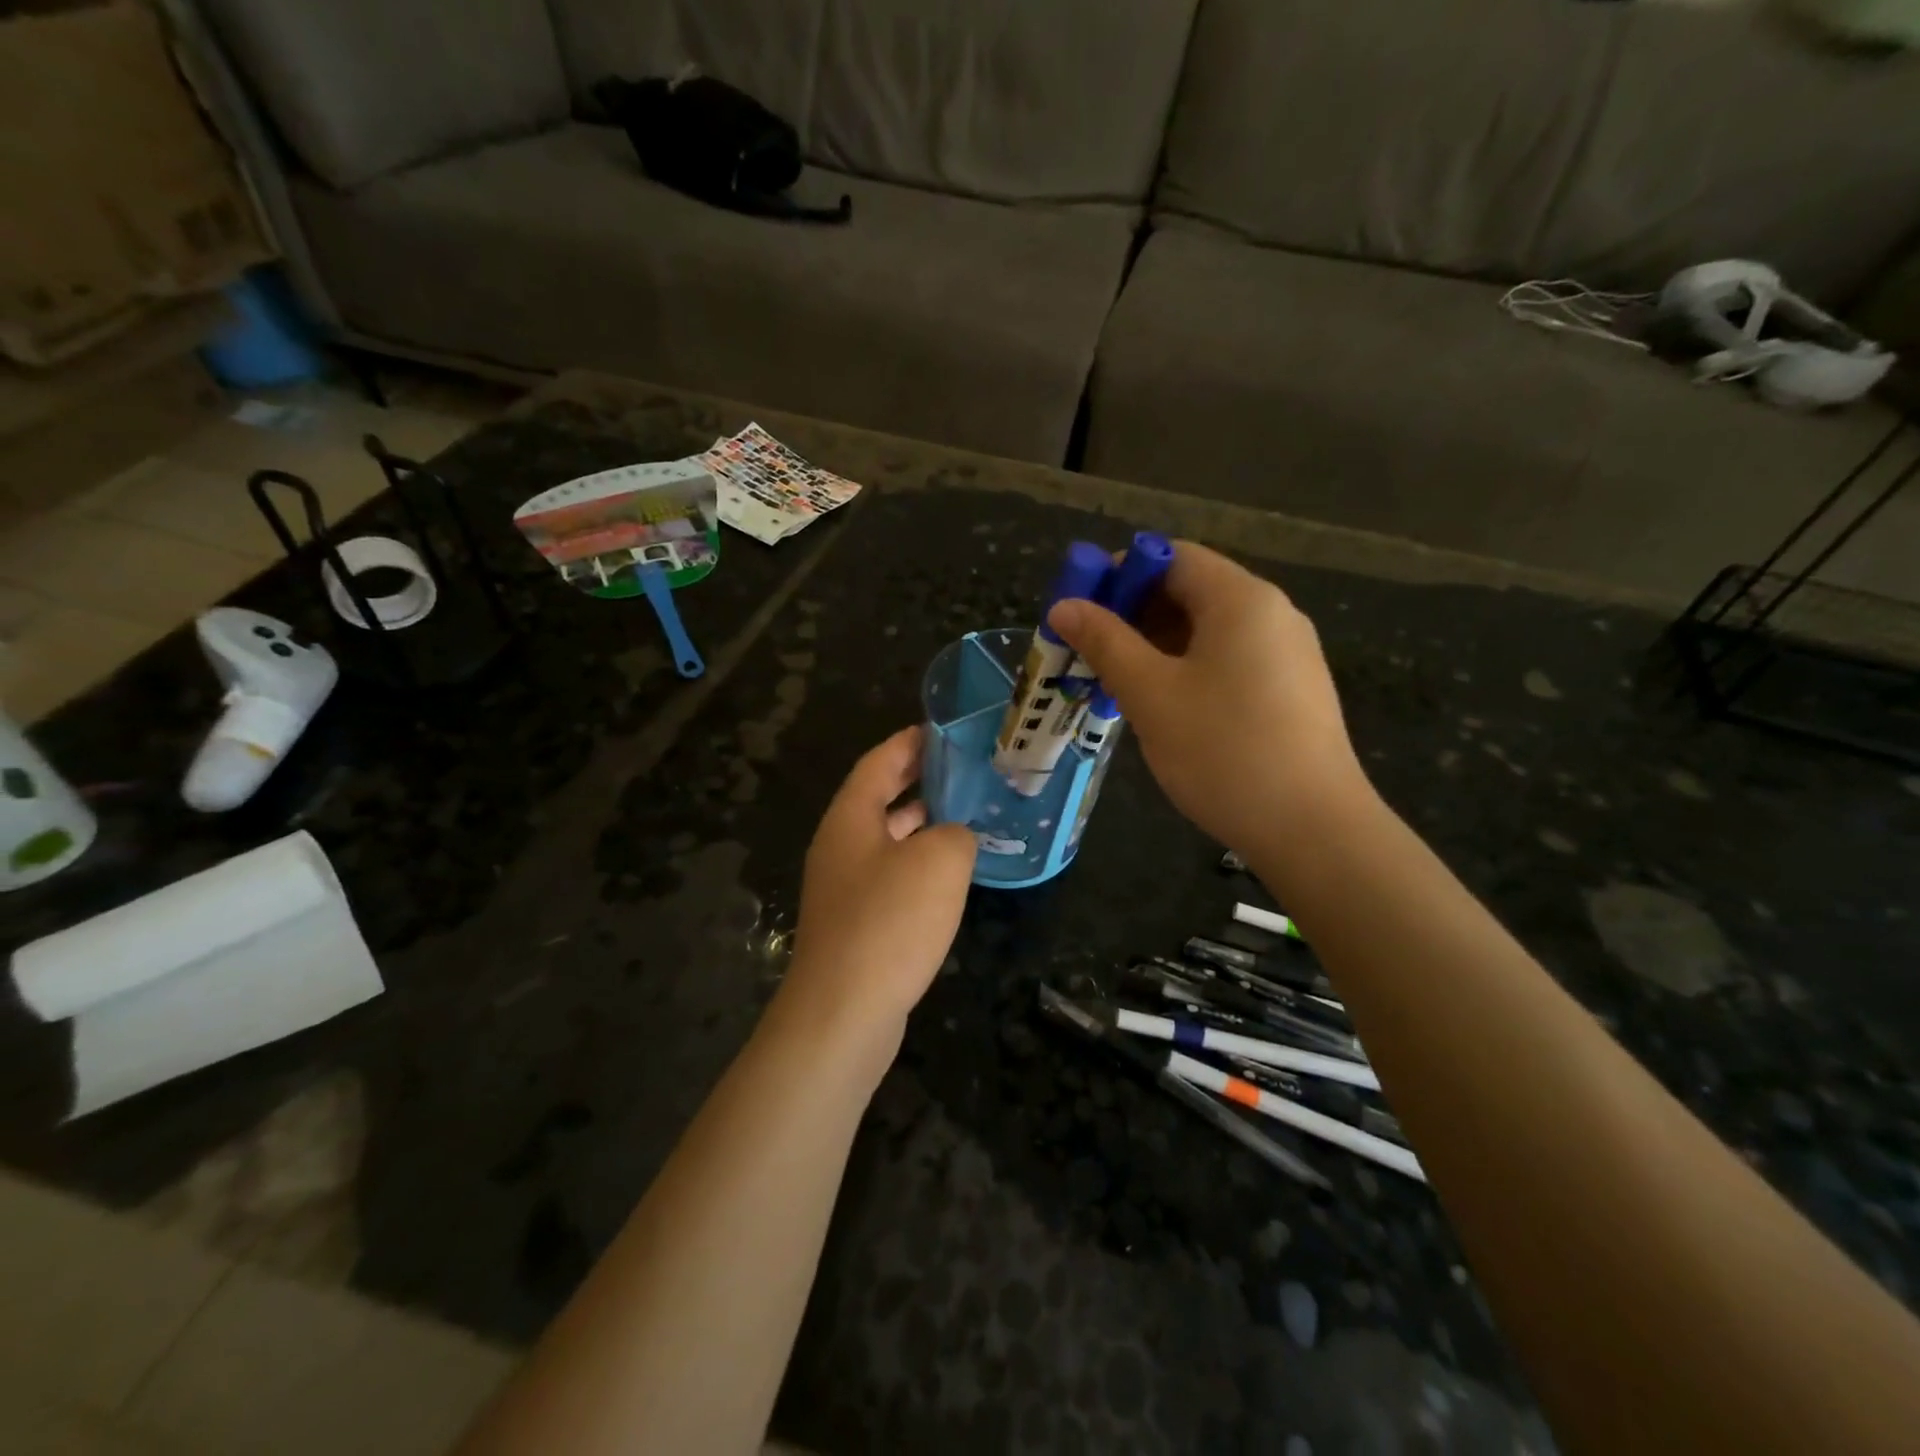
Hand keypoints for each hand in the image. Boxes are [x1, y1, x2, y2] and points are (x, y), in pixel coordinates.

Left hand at [782, 727, 976, 1041]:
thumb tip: (955, 838)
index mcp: (849, 819)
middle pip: (878, 799)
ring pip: (887, 840)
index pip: (878, 763)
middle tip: (963, 769)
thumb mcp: (939, 862)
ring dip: (922, 826)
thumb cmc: (889, 922)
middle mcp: (840, 846)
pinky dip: (919, 865)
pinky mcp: (856, 923)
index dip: (909, 742)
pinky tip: (950, 876)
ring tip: (966, 815)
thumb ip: (956, 834)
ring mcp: (844, 888)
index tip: (942, 731)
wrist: (843, 1013)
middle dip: (918, 781)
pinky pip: (891, 877)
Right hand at [1047, 541, 1367, 855]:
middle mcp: (1272, 613)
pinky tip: (1162, 706)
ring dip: (1156, 645)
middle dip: (1133, 613)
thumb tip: (1064, 606)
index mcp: (1241, 599)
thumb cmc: (1223, 750)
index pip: (1172, 557)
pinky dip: (1188, 669)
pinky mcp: (1291, 691)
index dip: (1120, 574)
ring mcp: (1288, 654)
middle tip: (1088, 651)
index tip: (1080, 610)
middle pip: (1191, 591)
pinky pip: (1229, 660)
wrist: (1312, 829)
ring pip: (1208, 631)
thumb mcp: (1151, 694)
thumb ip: (1106, 643)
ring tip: (1115, 682)